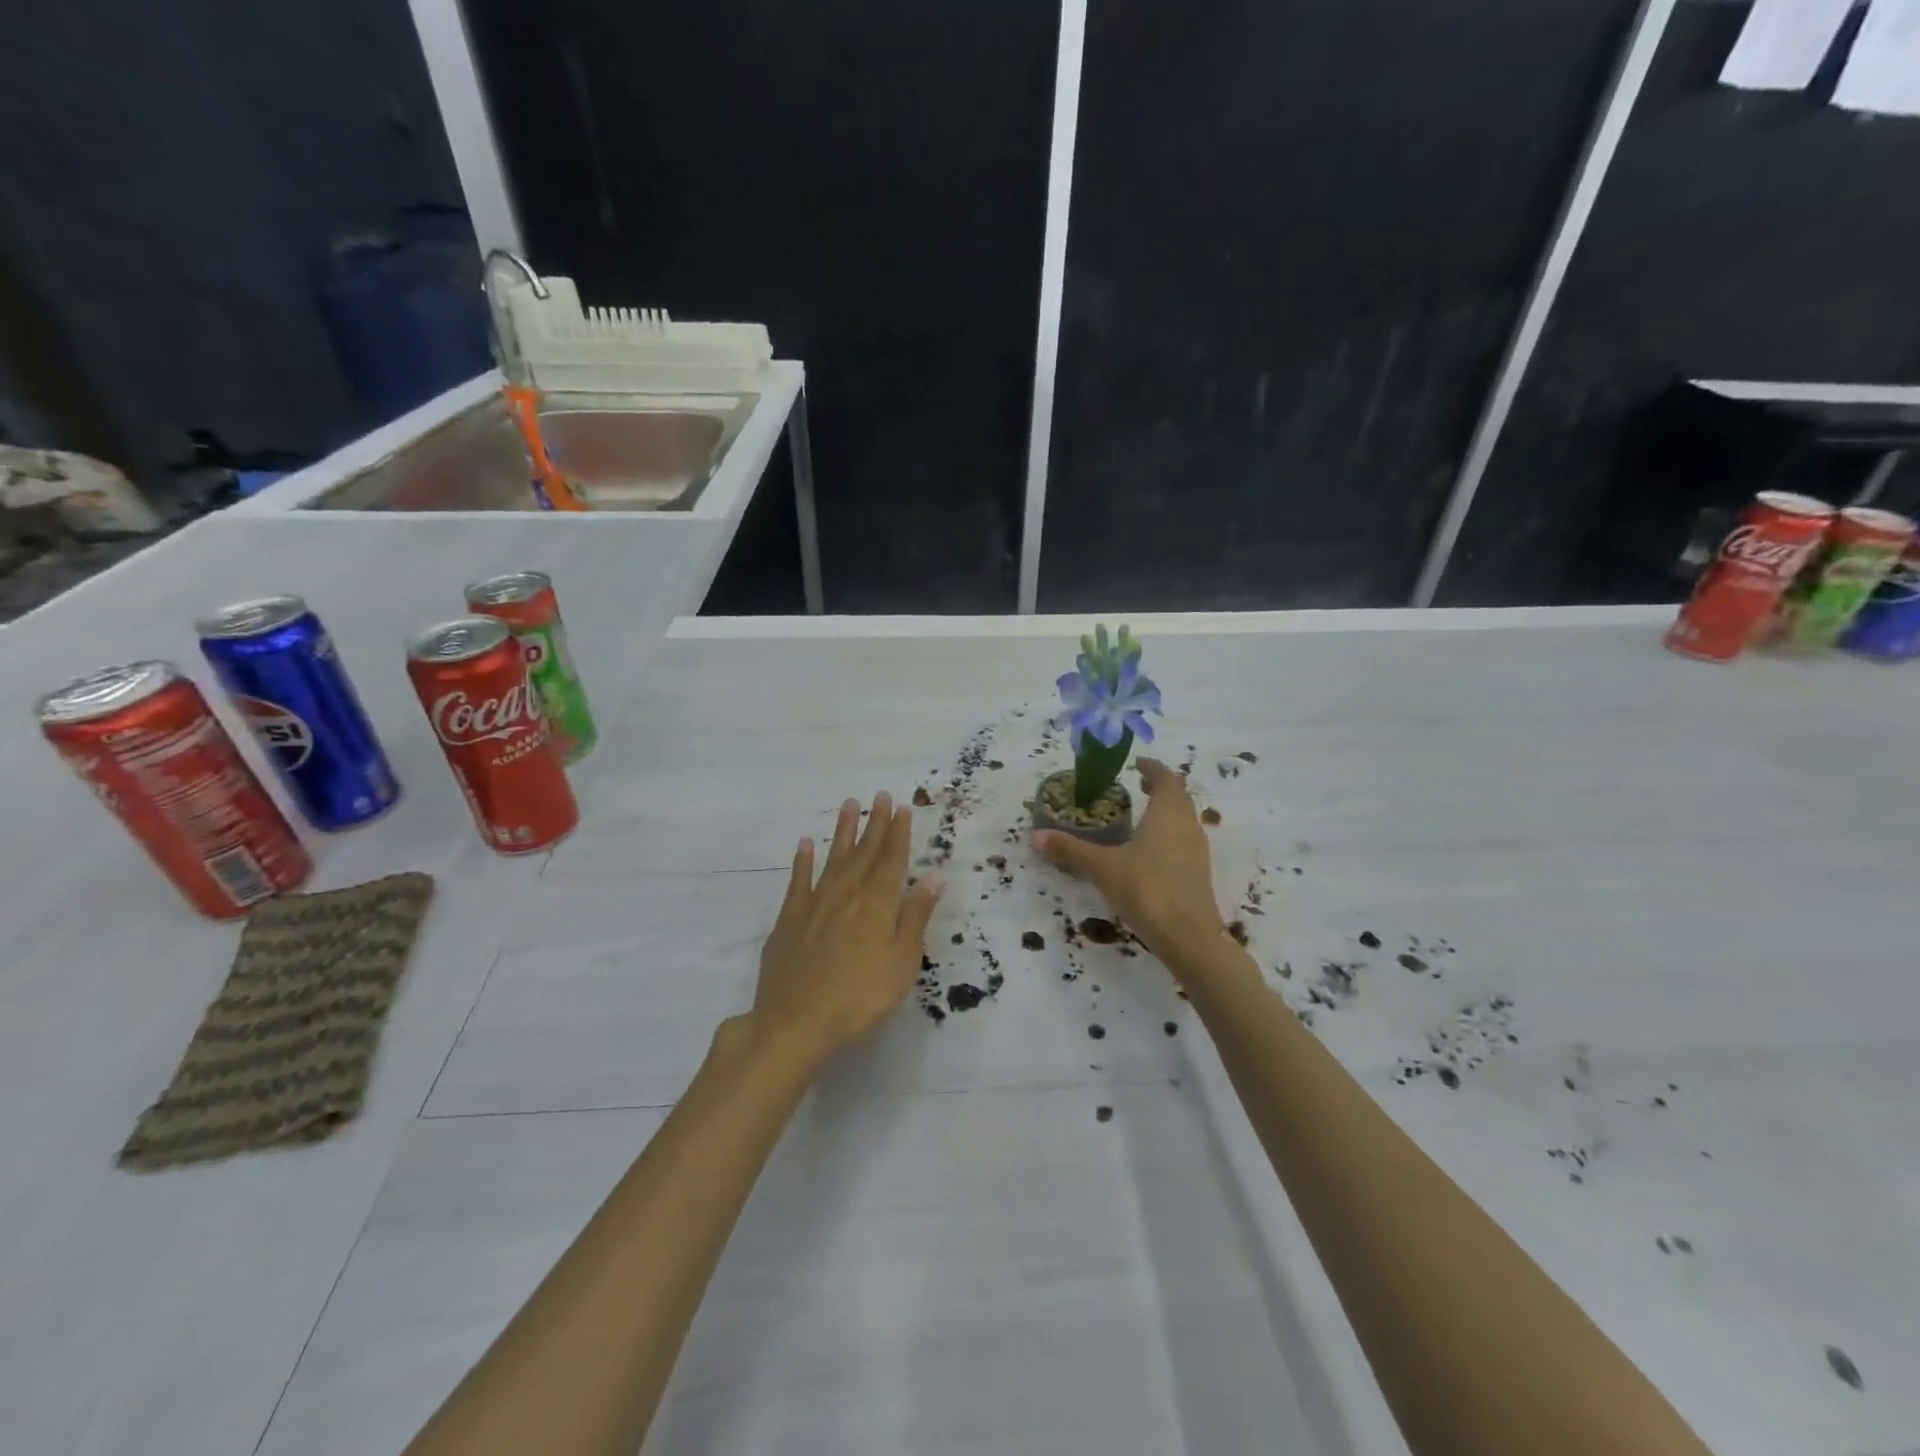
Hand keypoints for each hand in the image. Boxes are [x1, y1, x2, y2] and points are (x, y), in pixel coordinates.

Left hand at [747, 792, 943, 1068]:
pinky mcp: (788, 921)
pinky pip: (798, 881)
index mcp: (877, 904)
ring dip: (843, 832)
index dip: (898, 833)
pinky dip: (803, 861)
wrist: (794, 1023)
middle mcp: (846, 894)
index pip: (892, 859)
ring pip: (833, 859)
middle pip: (864, 853)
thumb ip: (915, 916)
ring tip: (849, 805)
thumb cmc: (860, 998)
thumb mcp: (901, 962)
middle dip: (875, 823)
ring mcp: (814, 905)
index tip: (902, 807)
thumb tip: (933, 876)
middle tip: (880, 795)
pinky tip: (806, 844)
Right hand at [1033, 758, 1230, 967]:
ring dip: (1165, 813)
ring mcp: (1197, 851)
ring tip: (1139, 817)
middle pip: (1178, 797)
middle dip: (1159, 788)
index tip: (1136, 764)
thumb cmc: (1147, 889)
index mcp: (1168, 813)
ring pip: (1183, 820)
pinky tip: (1148, 853)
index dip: (1151, 768)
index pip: (1165, 778)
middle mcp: (1188, 825)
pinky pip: (1183, 842)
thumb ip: (1071, 850)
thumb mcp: (1103, 868)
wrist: (1190, 938)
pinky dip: (1167, 836)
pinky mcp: (1198, 874)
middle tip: (1135, 787)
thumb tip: (1037, 836)